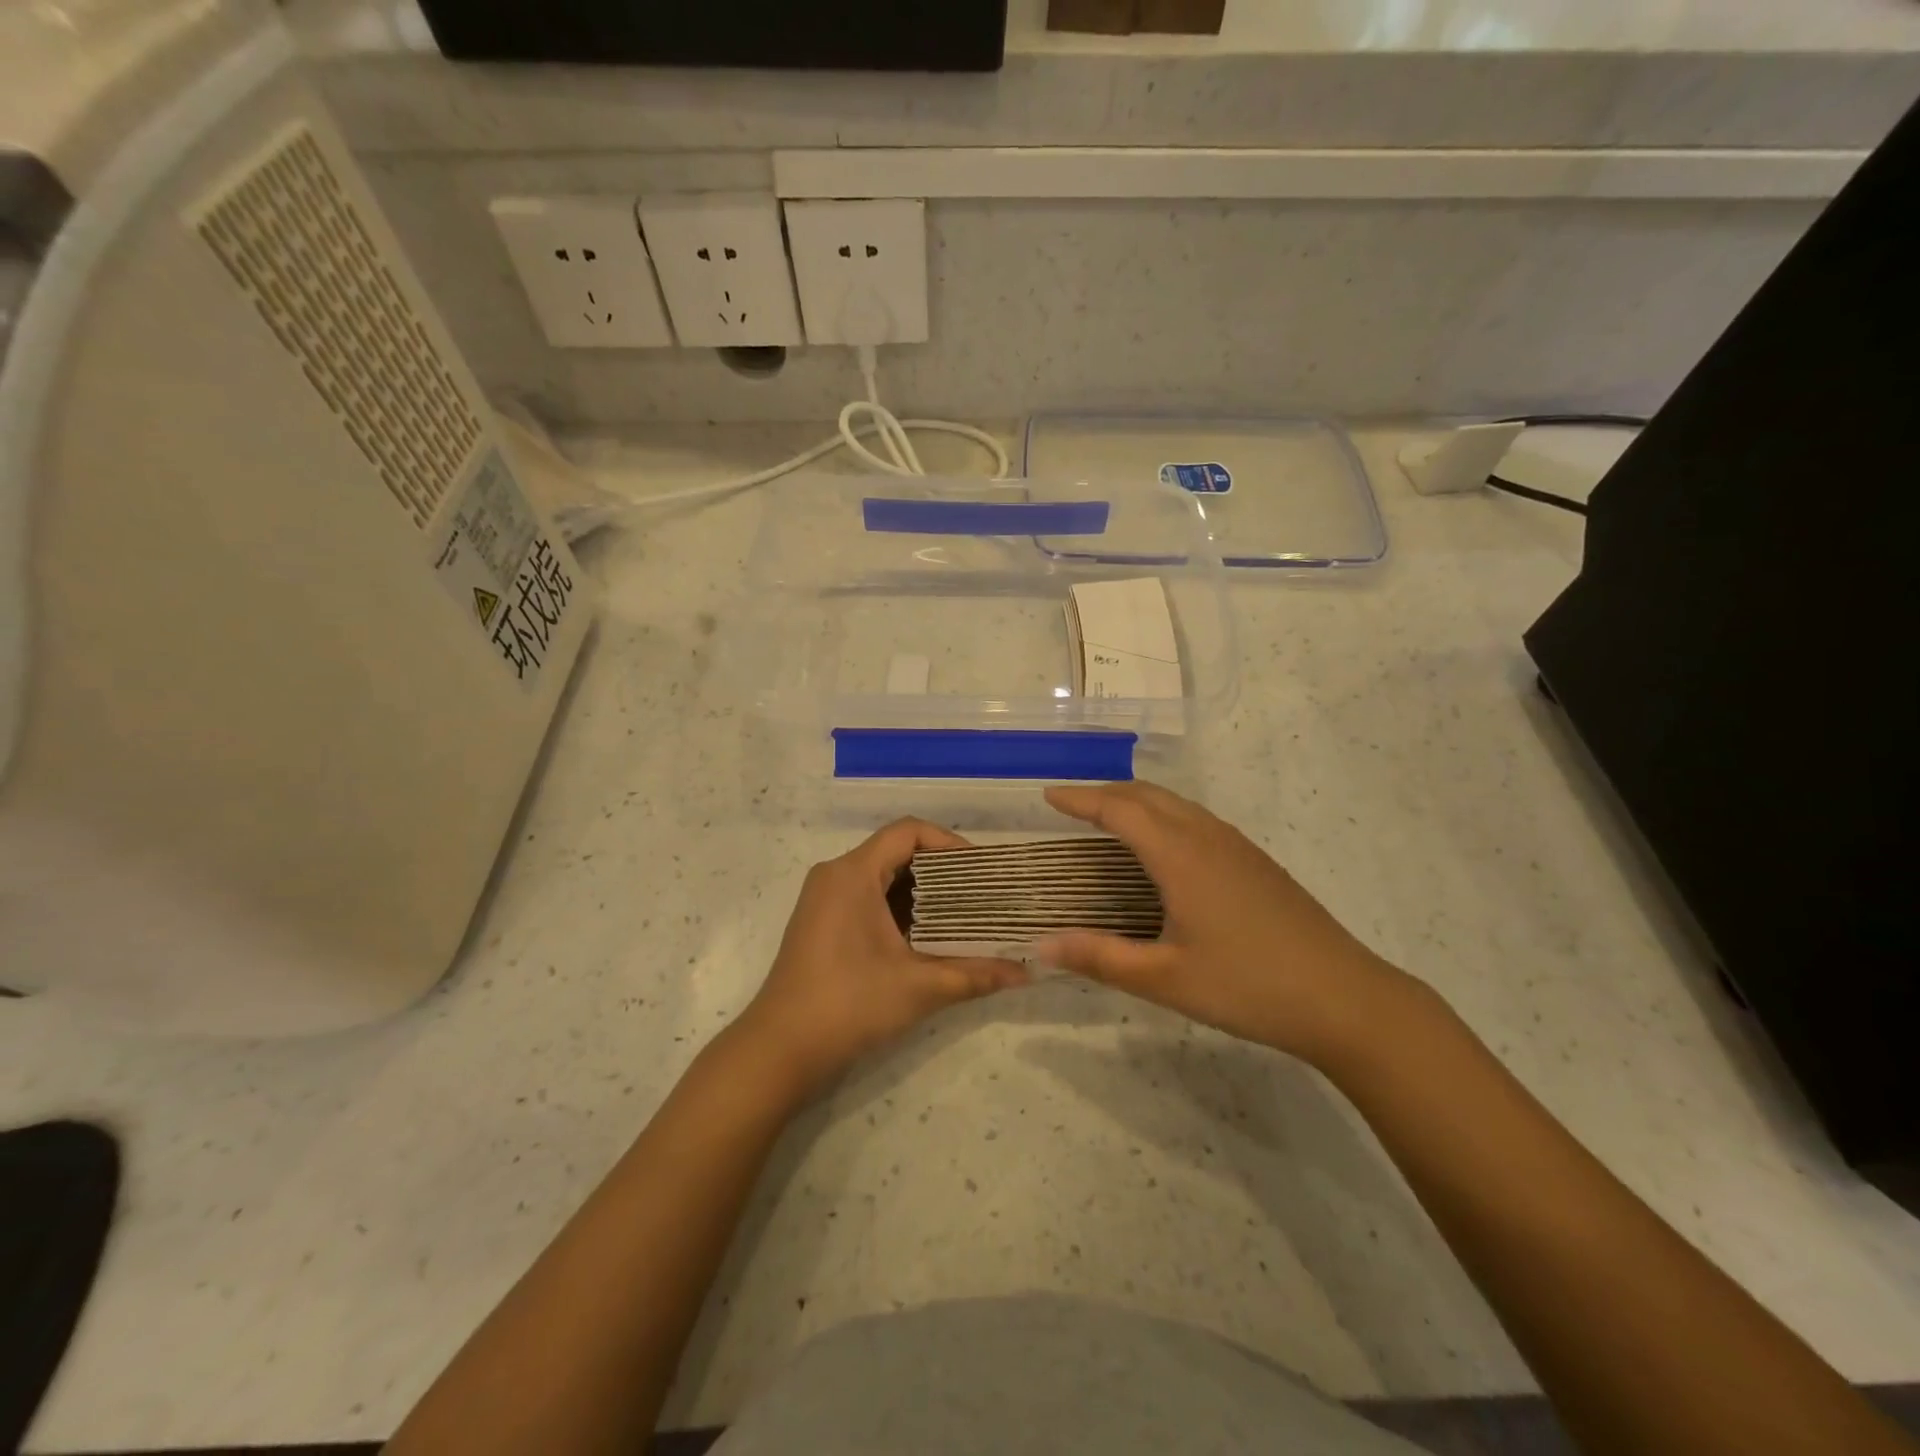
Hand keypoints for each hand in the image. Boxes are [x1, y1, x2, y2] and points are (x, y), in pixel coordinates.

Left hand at [731, 819, 1028, 1102]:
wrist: (780, 1049)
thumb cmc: (848, 1005)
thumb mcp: (919, 987)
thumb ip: (975, 974)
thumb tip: (1027, 972)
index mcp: (853, 873)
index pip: (908, 832)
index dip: (949, 843)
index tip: (980, 872)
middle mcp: (835, 874)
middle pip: (897, 851)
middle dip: (942, 870)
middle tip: (981, 894)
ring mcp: (824, 898)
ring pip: (882, 876)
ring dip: (922, 891)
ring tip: (963, 915)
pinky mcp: (821, 921)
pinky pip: (867, 896)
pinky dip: (900, 907)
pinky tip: (928, 936)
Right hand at [1036, 781, 1415, 1067]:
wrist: (1346, 998)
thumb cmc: (1247, 986)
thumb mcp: (1164, 979)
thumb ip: (1099, 958)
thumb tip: (1040, 945)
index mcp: (1180, 856)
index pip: (1119, 810)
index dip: (1080, 799)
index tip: (1048, 796)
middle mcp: (1208, 837)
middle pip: (1149, 795)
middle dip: (1106, 793)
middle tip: (1073, 807)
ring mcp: (1238, 847)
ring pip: (1177, 804)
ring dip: (1138, 802)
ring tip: (1111, 821)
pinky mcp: (1257, 862)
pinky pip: (1198, 820)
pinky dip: (1165, 817)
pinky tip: (1165, 850)